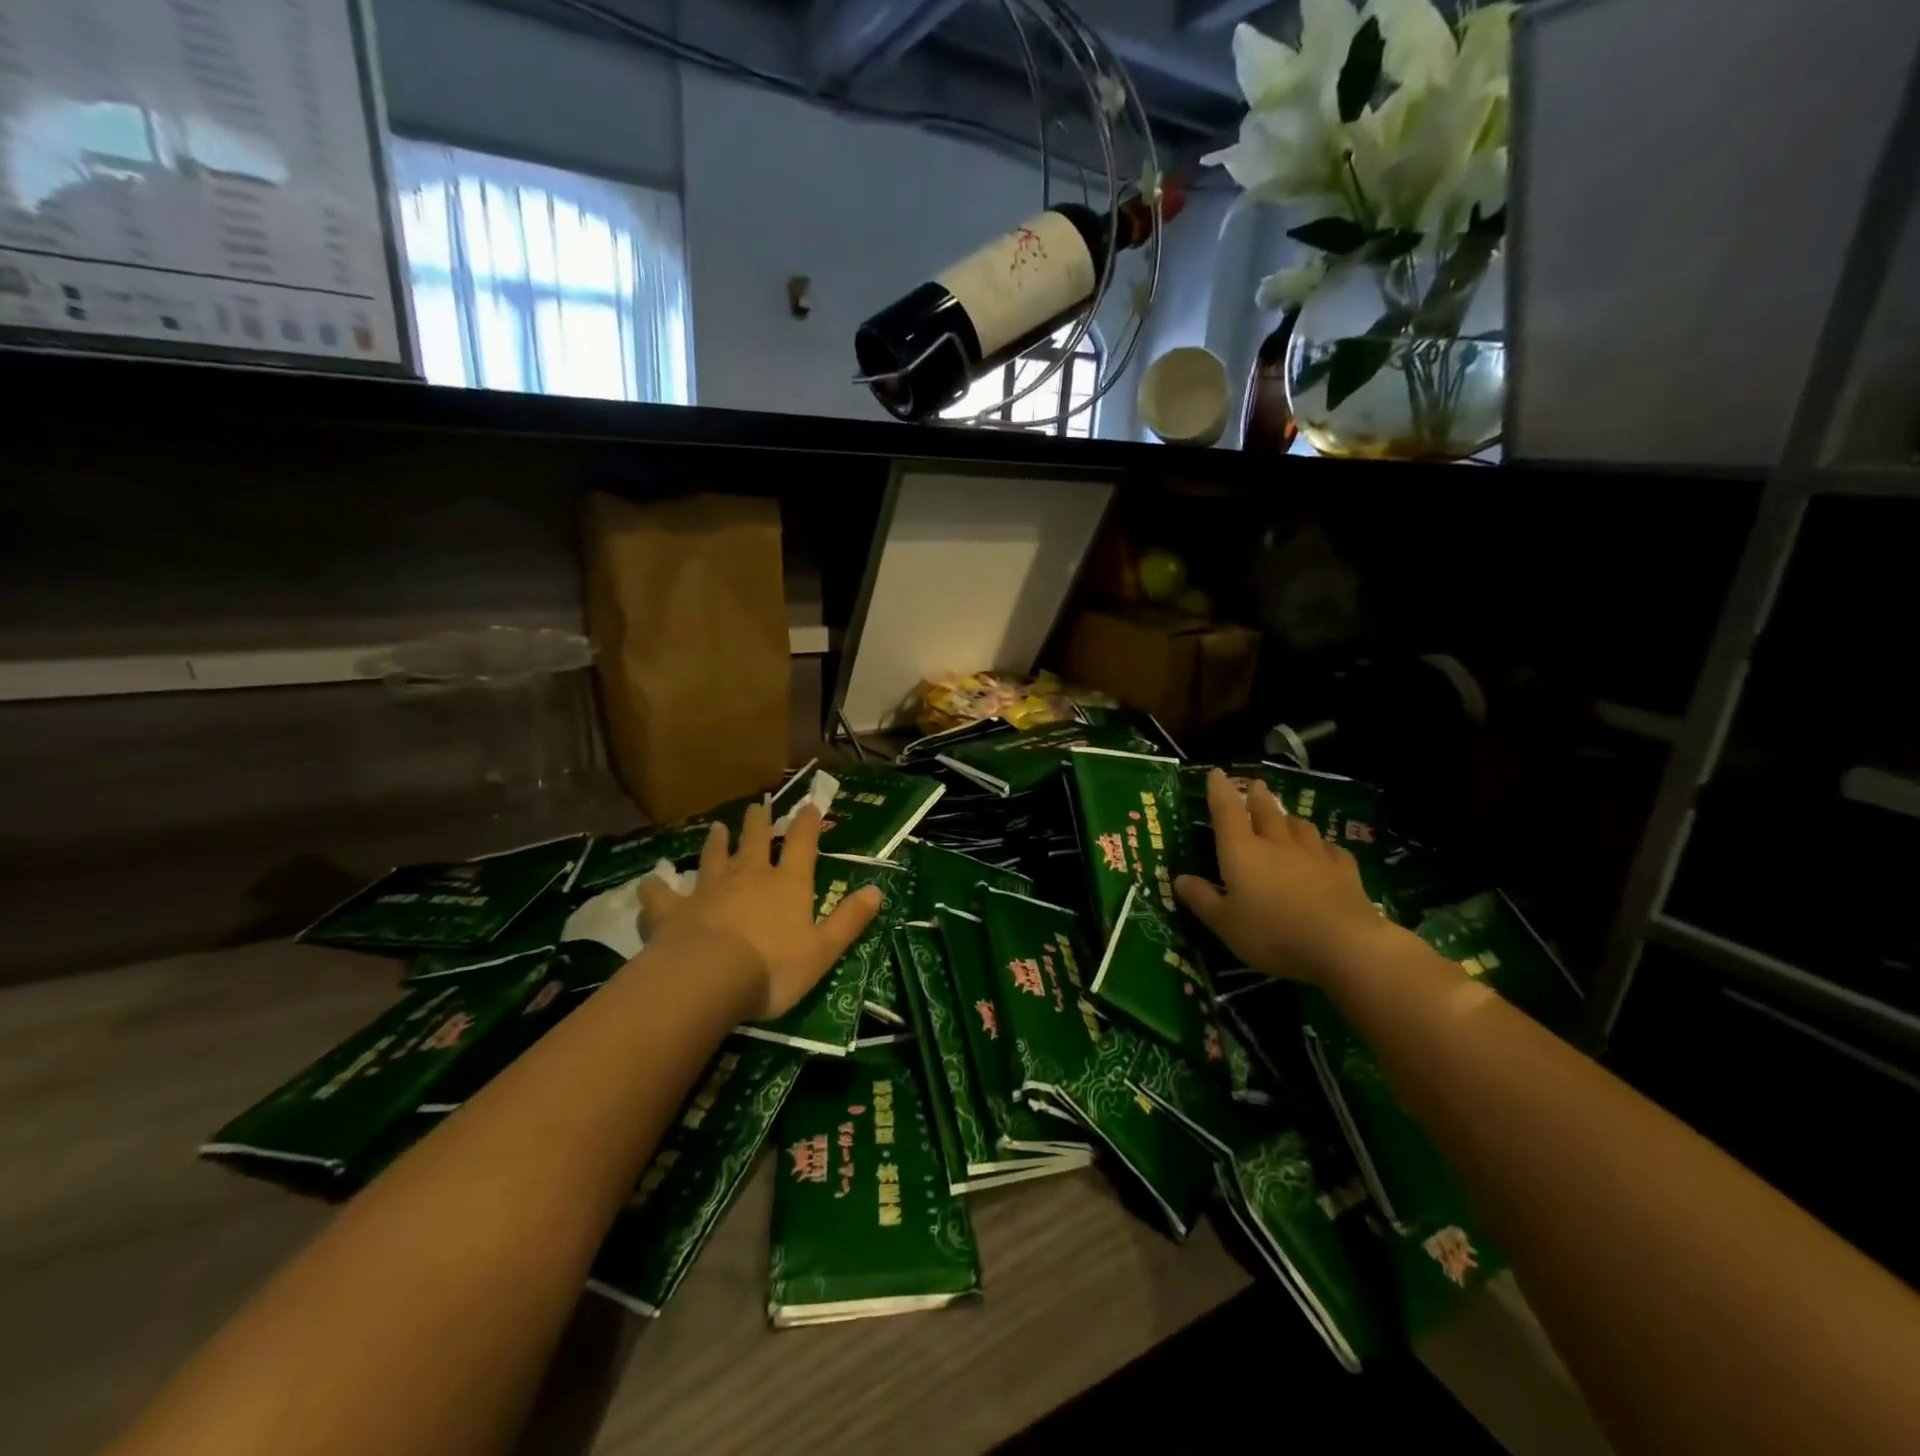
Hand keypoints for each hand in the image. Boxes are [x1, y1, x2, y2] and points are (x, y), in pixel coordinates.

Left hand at [638, 802, 882, 1020]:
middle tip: (758, 806)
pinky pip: (661, 895)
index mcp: (787, 885)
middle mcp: (749, 877)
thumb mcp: (824, 950)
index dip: (807, 824)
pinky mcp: (673, 911)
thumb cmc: (774, 968)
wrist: (708, 979)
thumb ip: (849, 920)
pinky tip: (650, 883)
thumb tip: (877, 891)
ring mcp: (708, 890)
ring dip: (715, 843)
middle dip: (759, 823)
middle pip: (755, 842)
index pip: (802, 845)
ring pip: (712, 859)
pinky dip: (656, 888)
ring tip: (715, 828)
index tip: (809, 805)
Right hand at [1175, 768, 1394, 985]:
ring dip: (1289, 818)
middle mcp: (1276, 844)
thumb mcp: (1225, 924)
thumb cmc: (1273, 934)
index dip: (1219, 791)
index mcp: (1242, 852)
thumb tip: (1179, 878)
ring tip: (1286, 816)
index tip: (1216, 773)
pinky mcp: (1344, 870)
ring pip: (1299, 826)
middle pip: (1266, 812)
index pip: (1226, 812)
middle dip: (1258, 797)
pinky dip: (1323, 845)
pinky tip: (1324, 850)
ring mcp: (1314, 855)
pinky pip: (1331, 849)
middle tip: (1256, 785)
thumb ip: (1202, 899)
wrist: (1344, 945)